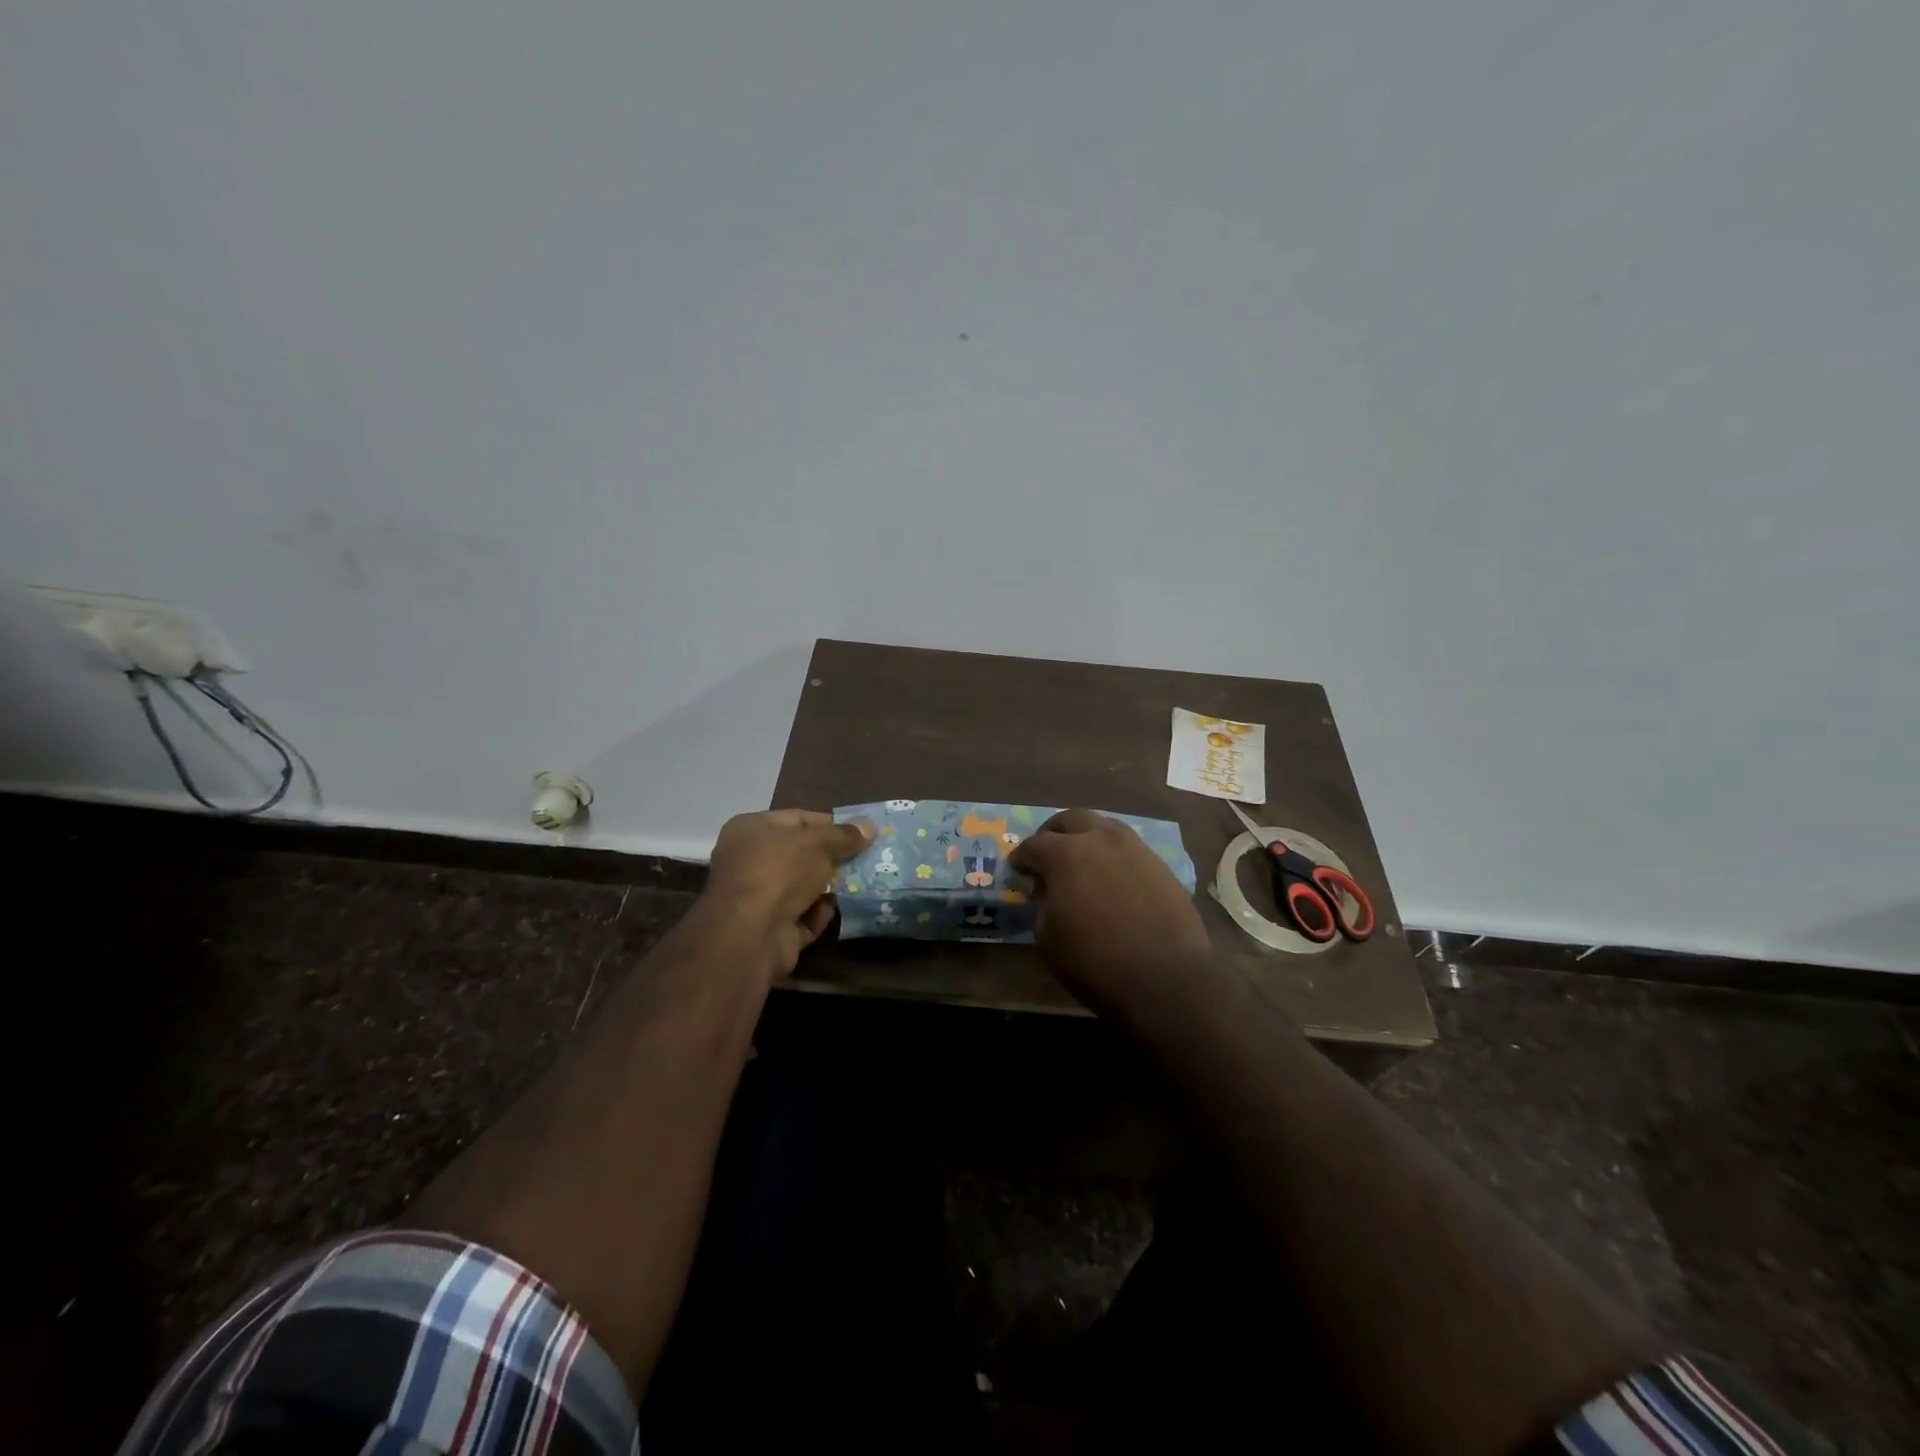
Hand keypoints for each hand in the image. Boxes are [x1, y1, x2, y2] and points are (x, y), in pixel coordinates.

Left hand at [703, 809, 873, 977]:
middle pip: (800, 854)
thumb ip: (843, 835)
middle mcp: (749, 861)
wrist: (751, 934)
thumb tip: (870, 826)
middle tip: (867, 856)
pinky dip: (821, 913)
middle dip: (833, 856)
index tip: (860, 830)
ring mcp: (758, 898)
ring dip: (830, 886)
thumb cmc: (779, 871)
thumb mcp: (817, 843)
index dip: (829, 823)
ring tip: (863, 880)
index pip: (796, 819)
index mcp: (750, 830)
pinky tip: (842, 908)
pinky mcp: (771, 930)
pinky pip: (803, 916)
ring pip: (803, 887)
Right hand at [1009, 809, 1211, 1003]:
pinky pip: (1129, 849)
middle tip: (1047, 854)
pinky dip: (1113, 856)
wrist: (1165, 979)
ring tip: (1082, 862)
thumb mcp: (1047, 938)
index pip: (1034, 844)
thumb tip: (1044, 889)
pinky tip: (1112, 879)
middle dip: (1054, 833)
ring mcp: (1135, 849)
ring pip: (1104, 827)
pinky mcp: (1160, 865)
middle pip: (1071, 820)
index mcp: (1065, 853)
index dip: (1021, 857)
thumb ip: (1040, 904)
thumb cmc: (1095, 962)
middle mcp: (1100, 839)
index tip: (1017, 870)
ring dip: (1087, 838)